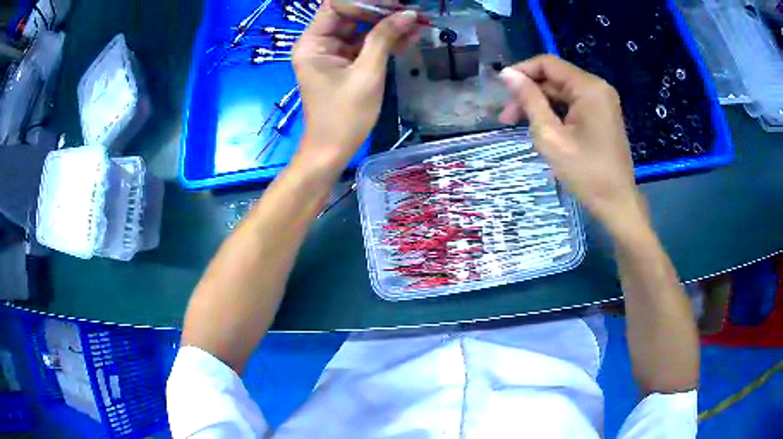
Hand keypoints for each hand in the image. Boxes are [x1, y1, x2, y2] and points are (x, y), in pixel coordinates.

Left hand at [292, 0, 419, 169]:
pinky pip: (364, 45)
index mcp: (313, 43)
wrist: (332, 151)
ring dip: (388, 26)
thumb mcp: (367, 73)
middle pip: (351, 14)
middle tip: (413, 14)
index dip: (366, 2)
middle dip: (382, 12)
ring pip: (361, 29)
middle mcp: (319, 43)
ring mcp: (331, 53)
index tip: (395, 6)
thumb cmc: (345, 116)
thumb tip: (409, 14)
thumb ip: (385, 38)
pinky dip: (385, 41)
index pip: (337, 5)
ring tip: (419, 25)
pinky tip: (409, 38)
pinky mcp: (343, 64)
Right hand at [498, 55, 647, 235]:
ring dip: (540, 104)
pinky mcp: (602, 116)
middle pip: (555, 78)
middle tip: (506, 118)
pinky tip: (541, 128)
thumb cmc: (585, 172)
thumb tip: (507, 74)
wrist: (616, 203)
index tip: (501, 90)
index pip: (548, 64)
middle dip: (529, 93)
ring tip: (518, 125)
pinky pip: (573, 105)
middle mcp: (597, 88)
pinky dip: (555, 112)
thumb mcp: (550, 135)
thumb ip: (529, 100)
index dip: (522, 71)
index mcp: (589, 87)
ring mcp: (602, 102)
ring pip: (562, 92)